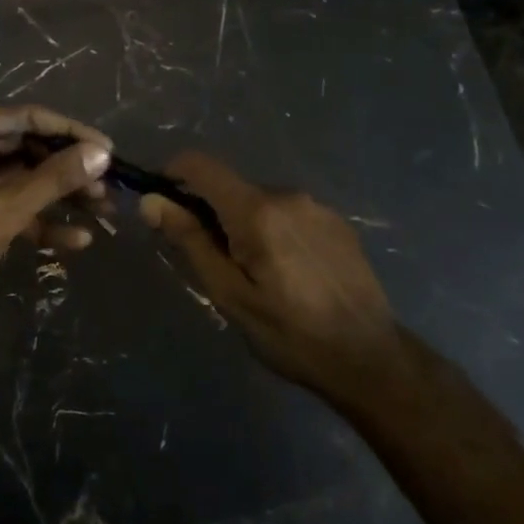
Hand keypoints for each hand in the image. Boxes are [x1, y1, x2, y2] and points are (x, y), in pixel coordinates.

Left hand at [0, 105, 111, 336]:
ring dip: (58, 197)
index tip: (107, 150)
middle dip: (68, 170)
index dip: (72, 133)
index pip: (29, 118)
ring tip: (101, 214)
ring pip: (20, 179)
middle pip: (27, 148)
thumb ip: (55, 178)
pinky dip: (35, 219)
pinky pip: (5, 204)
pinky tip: (73, 241)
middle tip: (106, 188)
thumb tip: (101, 153)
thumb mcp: (6, 208)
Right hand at [141, 151, 398, 398]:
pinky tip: (290, 273)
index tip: (163, 207)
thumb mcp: (230, 294)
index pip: (200, 165)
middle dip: (210, 213)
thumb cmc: (290, 334)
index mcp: (256, 210)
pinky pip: (289, 214)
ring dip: (245, 224)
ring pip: (260, 201)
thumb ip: (190, 241)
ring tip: (257, 275)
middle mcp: (286, 194)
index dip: (172, 175)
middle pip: (230, 187)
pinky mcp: (337, 222)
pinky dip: (275, 231)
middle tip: (215, 264)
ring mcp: (316, 206)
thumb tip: (151, 202)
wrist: (371, 358)